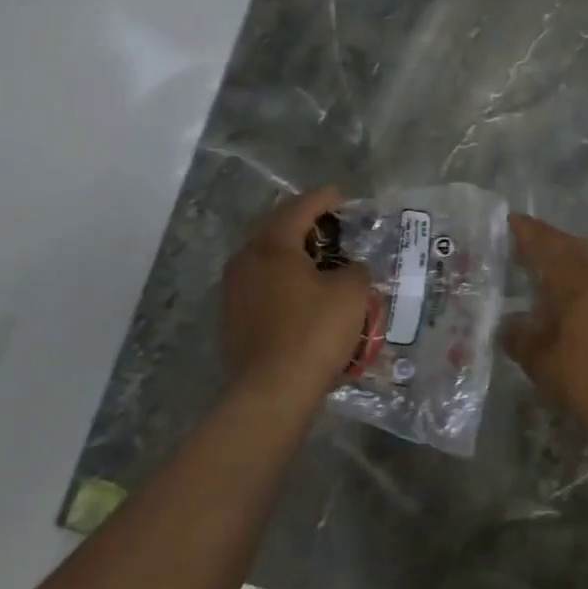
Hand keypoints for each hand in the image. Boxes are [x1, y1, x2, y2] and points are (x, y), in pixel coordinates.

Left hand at [222, 187, 371, 402]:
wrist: (271, 392)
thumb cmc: (314, 332)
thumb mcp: (351, 293)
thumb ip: (356, 270)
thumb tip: (350, 269)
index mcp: (273, 244)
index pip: (300, 207)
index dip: (325, 198)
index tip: (343, 196)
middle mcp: (246, 260)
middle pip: (276, 228)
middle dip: (304, 222)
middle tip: (331, 224)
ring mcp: (233, 290)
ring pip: (264, 257)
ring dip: (291, 251)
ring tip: (318, 258)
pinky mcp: (231, 318)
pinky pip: (260, 284)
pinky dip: (281, 278)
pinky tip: (300, 292)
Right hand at [505, 214, 587, 444]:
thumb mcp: (543, 363)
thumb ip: (522, 339)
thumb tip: (510, 327)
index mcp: (578, 281)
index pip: (548, 246)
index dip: (528, 233)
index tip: (511, 220)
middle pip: (573, 246)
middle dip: (549, 239)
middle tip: (526, 239)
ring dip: (568, 256)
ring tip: (546, 264)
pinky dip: (583, 275)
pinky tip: (573, 293)